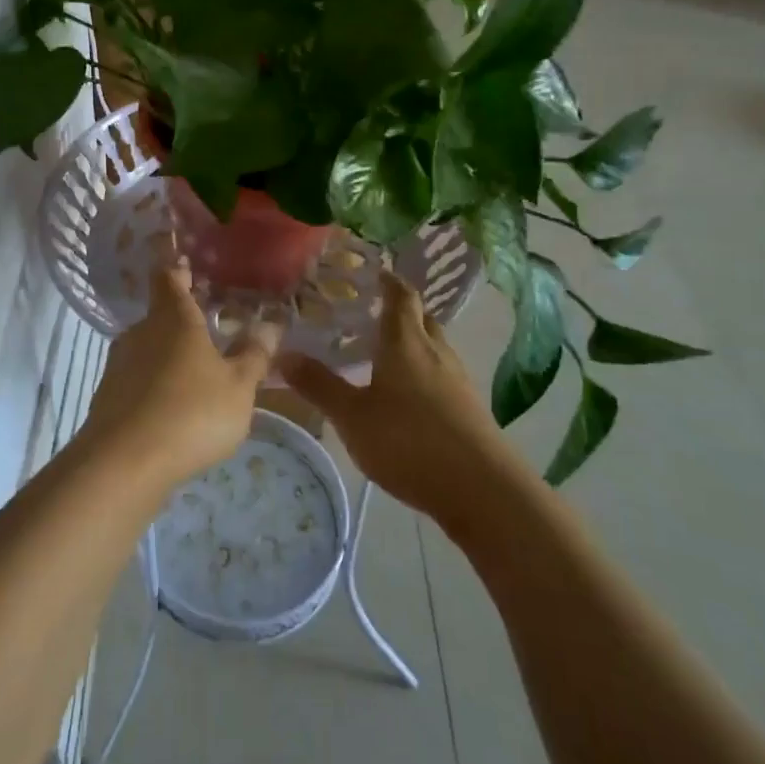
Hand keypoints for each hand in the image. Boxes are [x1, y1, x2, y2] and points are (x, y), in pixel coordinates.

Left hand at [77, 262, 278, 492]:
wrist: (123, 465)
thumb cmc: (190, 413)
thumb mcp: (238, 387)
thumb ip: (254, 355)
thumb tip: (271, 325)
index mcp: (173, 318)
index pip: (169, 275)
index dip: (177, 264)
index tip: (186, 257)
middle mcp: (141, 332)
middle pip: (161, 313)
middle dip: (184, 316)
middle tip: (211, 321)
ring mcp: (120, 364)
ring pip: (150, 348)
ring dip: (171, 353)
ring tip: (199, 369)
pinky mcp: (109, 397)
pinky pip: (139, 379)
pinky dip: (157, 383)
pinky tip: (176, 407)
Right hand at [282, 272, 521, 530]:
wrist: (482, 490)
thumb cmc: (410, 441)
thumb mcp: (352, 416)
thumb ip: (319, 385)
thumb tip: (282, 354)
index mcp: (406, 342)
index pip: (401, 296)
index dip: (388, 281)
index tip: (374, 273)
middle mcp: (436, 351)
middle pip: (421, 318)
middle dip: (399, 311)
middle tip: (371, 313)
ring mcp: (458, 380)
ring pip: (434, 347)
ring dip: (412, 342)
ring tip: (384, 354)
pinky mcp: (469, 408)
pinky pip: (443, 374)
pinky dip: (424, 372)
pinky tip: (407, 396)